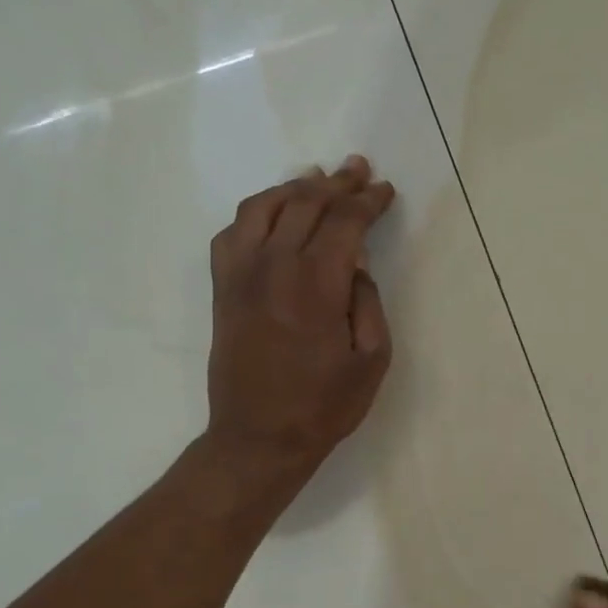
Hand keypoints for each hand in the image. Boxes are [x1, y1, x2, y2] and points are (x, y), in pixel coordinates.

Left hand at [202, 156, 395, 496]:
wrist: (258, 438)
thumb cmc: (324, 406)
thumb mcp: (372, 360)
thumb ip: (368, 302)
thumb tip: (356, 265)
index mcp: (316, 285)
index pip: (344, 223)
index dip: (367, 201)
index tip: (385, 190)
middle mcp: (274, 267)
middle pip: (305, 203)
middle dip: (336, 183)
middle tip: (358, 169)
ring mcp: (241, 275)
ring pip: (263, 207)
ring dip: (294, 187)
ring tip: (317, 179)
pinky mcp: (223, 289)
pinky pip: (233, 232)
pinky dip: (255, 212)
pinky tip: (272, 214)